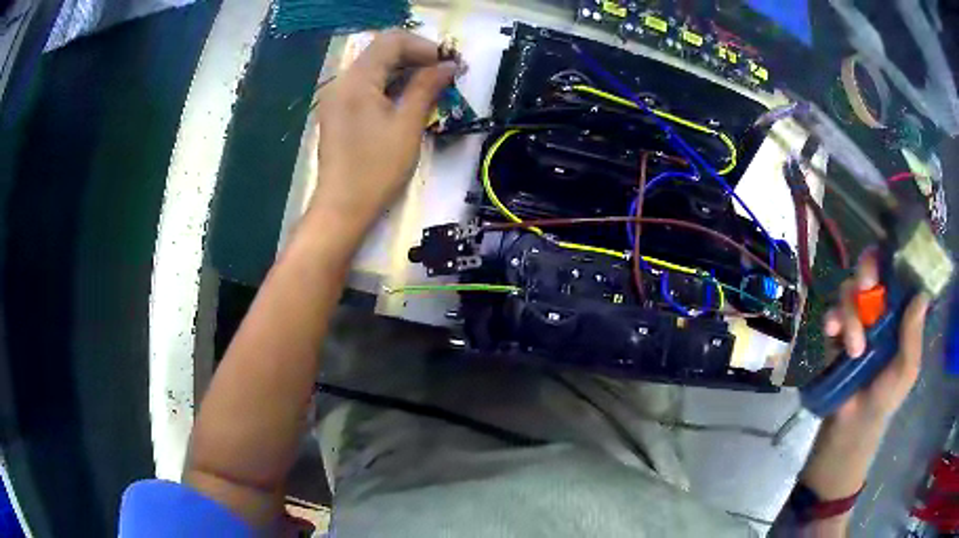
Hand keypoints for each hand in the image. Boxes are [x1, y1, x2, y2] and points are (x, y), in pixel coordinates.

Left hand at [310, 31, 457, 233]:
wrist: (342, 207)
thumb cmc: (376, 169)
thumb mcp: (407, 125)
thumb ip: (427, 87)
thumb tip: (449, 65)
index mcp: (356, 80)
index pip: (392, 41)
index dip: (424, 46)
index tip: (449, 64)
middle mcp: (342, 81)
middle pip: (382, 51)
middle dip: (416, 56)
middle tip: (445, 74)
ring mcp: (337, 96)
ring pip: (375, 67)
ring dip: (404, 70)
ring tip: (432, 86)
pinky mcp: (338, 110)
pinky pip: (366, 84)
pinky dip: (389, 84)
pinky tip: (408, 98)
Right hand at [822, 248, 929, 423]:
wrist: (854, 422)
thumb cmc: (886, 396)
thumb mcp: (906, 370)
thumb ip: (913, 337)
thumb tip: (922, 295)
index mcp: (899, 311)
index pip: (897, 272)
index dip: (891, 260)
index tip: (886, 264)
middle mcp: (879, 307)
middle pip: (870, 269)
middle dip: (866, 272)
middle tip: (864, 287)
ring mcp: (857, 317)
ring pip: (850, 290)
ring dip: (850, 314)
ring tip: (853, 349)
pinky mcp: (837, 331)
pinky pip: (831, 312)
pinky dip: (831, 319)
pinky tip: (832, 334)